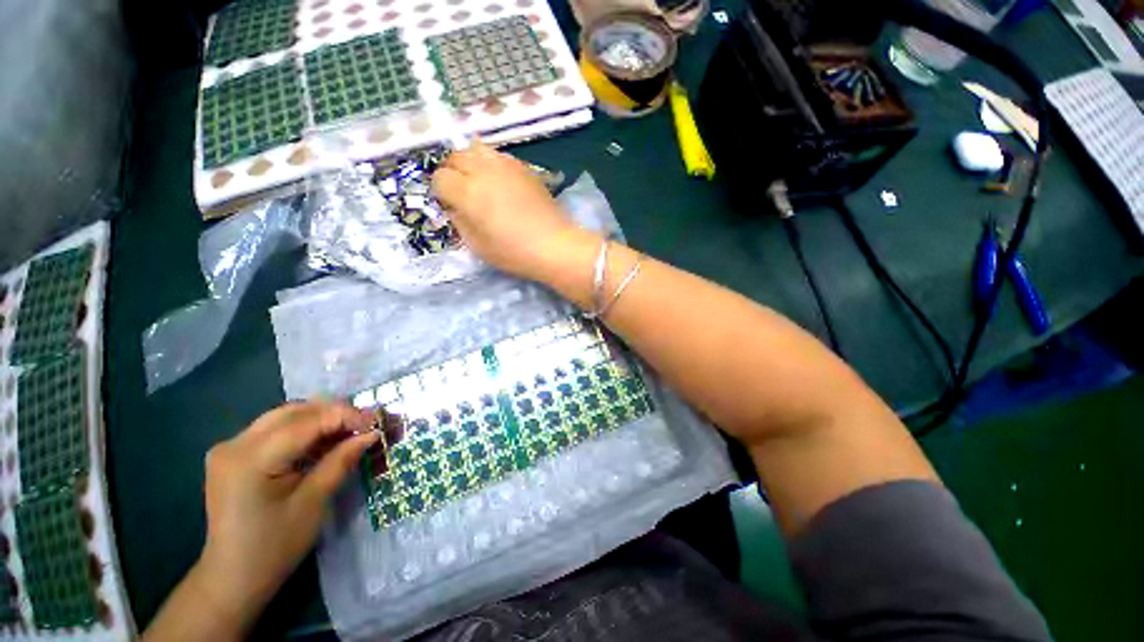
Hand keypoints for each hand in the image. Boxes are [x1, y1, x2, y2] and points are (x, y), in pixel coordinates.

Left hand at [194, 402, 378, 630]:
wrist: (232, 579)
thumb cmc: (275, 547)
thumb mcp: (313, 502)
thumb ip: (341, 461)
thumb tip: (371, 434)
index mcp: (251, 459)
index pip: (307, 422)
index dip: (346, 416)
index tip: (377, 422)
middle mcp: (235, 444)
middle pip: (294, 412)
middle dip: (335, 413)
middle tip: (365, 425)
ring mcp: (230, 448)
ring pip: (285, 416)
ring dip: (320, 419)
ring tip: (349, 432)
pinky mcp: (233, 455)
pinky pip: (275, 430)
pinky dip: (303, 431)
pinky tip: (323, 442)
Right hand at [432, 142, 583, 280]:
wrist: (554, 245)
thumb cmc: (514, 252)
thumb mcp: (477, 246)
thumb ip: (459, 222)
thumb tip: (454, 206)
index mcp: (468, 192)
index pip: (440, 178)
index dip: (441, 192)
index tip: (451, 205)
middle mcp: (483, 170)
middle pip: (455, 157)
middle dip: (452, 172)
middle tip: (462, 192)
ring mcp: (506, 165)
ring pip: (476, 148)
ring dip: (471, 162)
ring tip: (480, 182)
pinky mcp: (525, 167)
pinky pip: (499, 155)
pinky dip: (492, 164)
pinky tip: (501, 183)